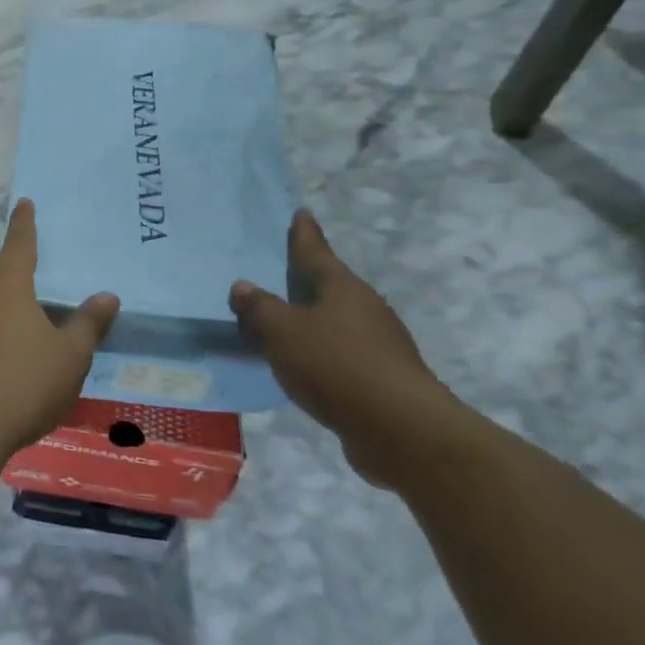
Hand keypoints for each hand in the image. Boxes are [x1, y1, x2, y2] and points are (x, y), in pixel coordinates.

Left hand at [0, 199, 119, 456]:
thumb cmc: (24, 382)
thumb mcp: (69, 355)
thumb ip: (88, 324)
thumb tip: (107, 295)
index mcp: (9, 286)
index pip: (20, 244)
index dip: (25, 224)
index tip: (24, 202)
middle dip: (11, 272)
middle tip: (31, 282)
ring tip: (20, 324)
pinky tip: (0, 356)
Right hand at [231, 210, 471, 490]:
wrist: (402, 430)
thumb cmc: (336, 366)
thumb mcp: (283, 333)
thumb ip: (259, 309)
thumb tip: (242, 286)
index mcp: (342, 288)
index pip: (316, 253)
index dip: (304, 234)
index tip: (301, 213)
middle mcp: (364, 309)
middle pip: (330, 286)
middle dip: (308, 279)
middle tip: (284, 271)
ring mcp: (379, 344)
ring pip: (336, 321)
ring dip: (313, 319)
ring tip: (287, 322)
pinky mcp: (383, 378)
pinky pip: (341, 353)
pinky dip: (321, 352)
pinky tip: (306, 365)